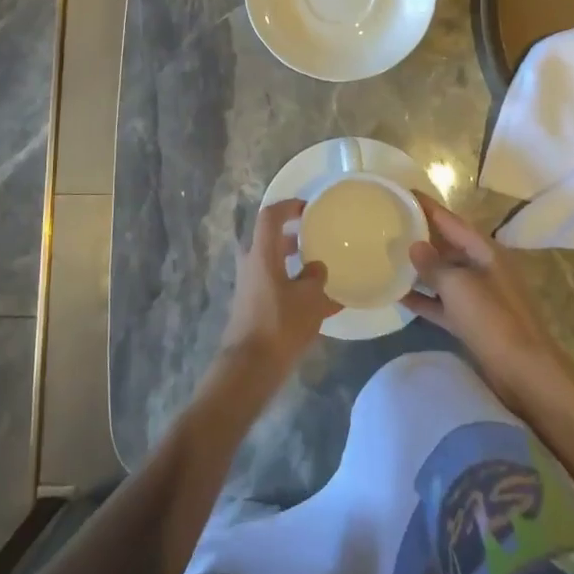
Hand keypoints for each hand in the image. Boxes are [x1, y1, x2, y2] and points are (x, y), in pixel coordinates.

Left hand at [216, 199, 339, 390]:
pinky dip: (294, 287)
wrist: (250, 367)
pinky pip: (276, 286)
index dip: (288, 206)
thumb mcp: (310, 299)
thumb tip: (316, 268)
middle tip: (318, 237)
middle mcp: (251, 264)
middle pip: (271, 240)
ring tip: (323, 270)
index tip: (308, 208)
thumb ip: (316, 277)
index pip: (270, 216)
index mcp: (262, 254)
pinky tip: (320, 304)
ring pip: (274, 264)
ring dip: (295, 263)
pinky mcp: (253, 307)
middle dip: (294, 237)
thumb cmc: (280, 324)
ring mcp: (250, 286)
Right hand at [403, 194, 565, 409]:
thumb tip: (414, 246)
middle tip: (388, 223)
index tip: (402, 192)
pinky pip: (442, 303)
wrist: (525, 373)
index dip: (427, 206)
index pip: (451, 220)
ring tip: (387, 256)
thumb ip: (435, 265)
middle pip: (447, 245)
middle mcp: (483, 268)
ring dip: (419, 268)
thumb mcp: (460, 287)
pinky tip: (398, 296)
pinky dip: (424, 299)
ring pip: (443, 274)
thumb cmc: (494, 320)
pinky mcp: (472, 322)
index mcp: (485, 251)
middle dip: (420, 234)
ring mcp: (478, 296)